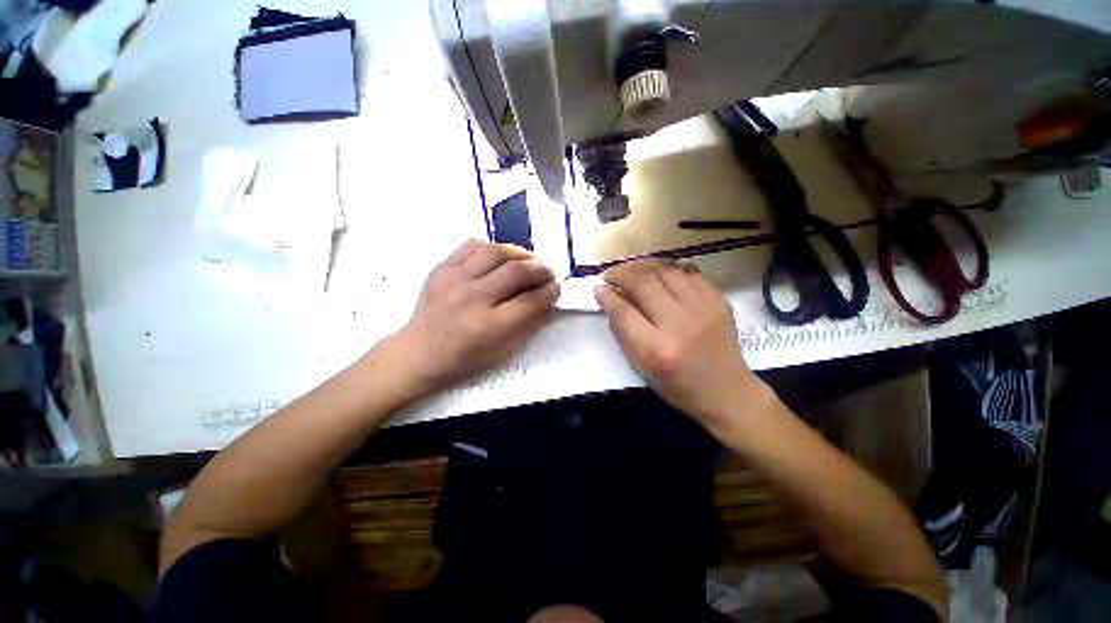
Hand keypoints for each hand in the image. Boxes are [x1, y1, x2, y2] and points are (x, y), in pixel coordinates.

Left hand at [393, 240, 559, 392]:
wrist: (418, 353)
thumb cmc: (464, 359)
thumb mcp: (502, 352)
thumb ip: (528, 324)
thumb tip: (547, 299)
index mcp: (488, 326)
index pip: (530, 300)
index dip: (550, 291)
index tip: (556, 287)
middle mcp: (472, 298)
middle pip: (516, 271)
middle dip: (540, 269)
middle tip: (547, 273)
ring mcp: (453, 279)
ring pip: (495, 251)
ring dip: (519, 253)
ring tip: (527, 260)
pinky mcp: (441, 268)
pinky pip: (472, 245)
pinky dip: (491, 248)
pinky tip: (499, 258)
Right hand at [594, 260, 763, 425]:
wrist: (724, 390)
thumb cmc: (675, 384)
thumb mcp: (638, 366)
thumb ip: (621, 331)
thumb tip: (608, 298)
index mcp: (656, 349)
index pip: (624, 312)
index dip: (607, 296)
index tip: (598, 288)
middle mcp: (680, 325)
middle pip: (644, 284)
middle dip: (621, 274)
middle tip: (610, 275)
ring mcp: (703, 309)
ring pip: (666, 271)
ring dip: (643, 267)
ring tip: (631, 270)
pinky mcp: (719, 301)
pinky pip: (688, 273)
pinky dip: (667, 270)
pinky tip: (658, 275)